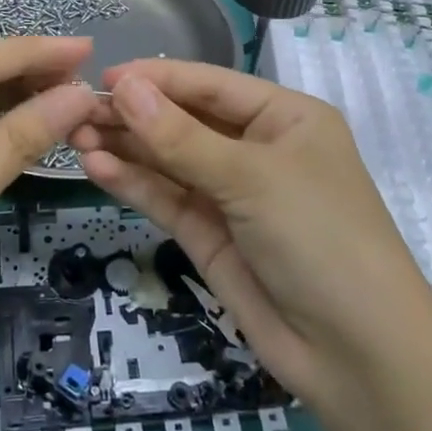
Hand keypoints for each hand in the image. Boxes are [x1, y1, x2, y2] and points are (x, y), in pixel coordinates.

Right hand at [70, 60, 431, 407]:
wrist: (357, 353)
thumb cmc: (319, 236)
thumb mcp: (251, 177)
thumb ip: (180, 136)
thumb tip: (122, 87)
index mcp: (284, 117)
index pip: (210, 84)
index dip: (157, 78)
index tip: (101, 77)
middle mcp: (257, 149)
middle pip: (185, 121)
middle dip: (134, 115)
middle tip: (74, 111)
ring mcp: (232, 195)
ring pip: (170, 160)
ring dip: (126, 148)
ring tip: (74, 136)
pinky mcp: (211, 236)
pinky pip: (168, 199)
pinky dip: (134, 183)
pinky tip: (97, 168)